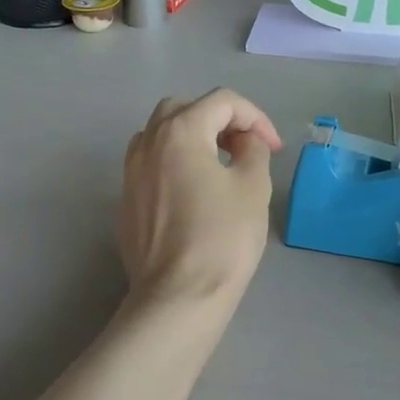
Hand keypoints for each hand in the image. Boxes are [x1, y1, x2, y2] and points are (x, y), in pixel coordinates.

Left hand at [118, 90, 281, 312]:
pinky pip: (151, 165)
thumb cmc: (222, 238)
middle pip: (184, 109)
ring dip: (193, 138)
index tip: (274, 147)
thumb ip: (253, 150)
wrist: (178, 297)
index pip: (222, 102)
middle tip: (245, 147)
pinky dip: (175, 163)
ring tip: (219, 165)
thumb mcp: (254, 187)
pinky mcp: (125, 202)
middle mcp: (148, 143)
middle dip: (219, 119)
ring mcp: (130, 173)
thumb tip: (245, 141)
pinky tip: (194, 193)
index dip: (255, 118)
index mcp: (180, 132)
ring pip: (161, 134)